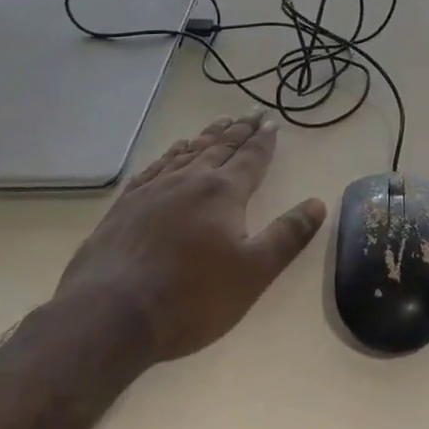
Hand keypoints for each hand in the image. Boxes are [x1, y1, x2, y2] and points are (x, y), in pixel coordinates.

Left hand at [55, 111, 325, 362]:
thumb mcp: (253, 272)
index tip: (271, 121)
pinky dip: (170, 155)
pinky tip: (173, 153)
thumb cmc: (191, 297)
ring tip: (219, 124)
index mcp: (223, 192)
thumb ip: (287, 236)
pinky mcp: (125, 206)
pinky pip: (154, 168)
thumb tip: (318, 203)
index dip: (263, 140)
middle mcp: (190, 180)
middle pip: (220, 147)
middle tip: (251, 113)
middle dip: (239, 130)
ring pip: (187, 152)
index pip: (250, 158)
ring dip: (207, 136)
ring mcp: (153, 190)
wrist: (110, 315)